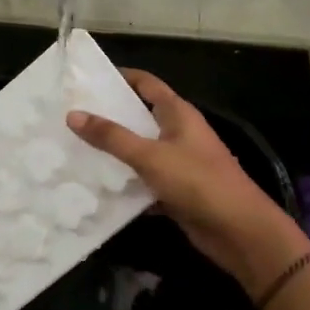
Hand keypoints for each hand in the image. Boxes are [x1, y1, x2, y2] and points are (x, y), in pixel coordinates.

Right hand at [68, 70, 309, 295]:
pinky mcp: (175, 191)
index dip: (120, 78)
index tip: (87, 80)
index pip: (146, 83)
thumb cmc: (197, 181)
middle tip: (71, 116)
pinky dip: (125, 183)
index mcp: (178, 114)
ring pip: (139, 151)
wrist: (238, 231)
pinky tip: (96, 187)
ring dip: (114, 152)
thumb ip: (111, 137)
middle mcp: (179, 133)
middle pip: (139, 117)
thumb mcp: (150, 156)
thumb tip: (73, 114)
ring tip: (74, 149)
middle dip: (109, 116)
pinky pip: (143, 180)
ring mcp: (178, 163)